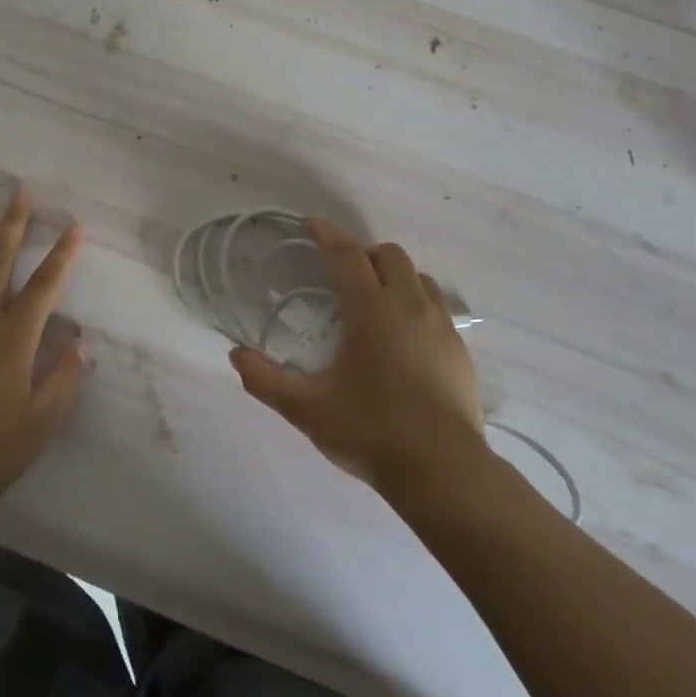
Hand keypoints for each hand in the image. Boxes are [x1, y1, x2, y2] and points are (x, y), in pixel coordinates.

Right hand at [230, 218, 485, 493]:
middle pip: (388, 255)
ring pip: (419, 277)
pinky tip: (403, 337)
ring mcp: (441, 326)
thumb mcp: (307, 409)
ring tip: (374, 301)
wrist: (444, 472)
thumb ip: (266, 381)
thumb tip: (235, 355)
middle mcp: (409, 305)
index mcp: (371, 309)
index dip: (327, 234)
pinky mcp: (460, 350)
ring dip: (394, 276)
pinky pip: (437, 307)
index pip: (347, 254)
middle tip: (341, 274)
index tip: (310, 224)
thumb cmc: (371, 432)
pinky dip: (416, 304)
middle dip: (363, 253)